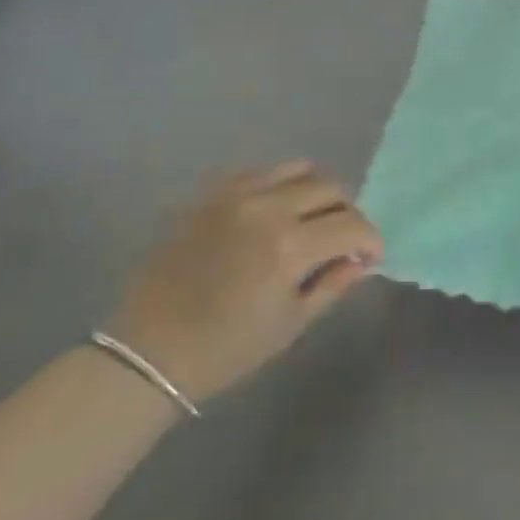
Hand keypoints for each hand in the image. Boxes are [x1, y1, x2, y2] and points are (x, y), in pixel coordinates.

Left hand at [108, 163, 382, 403]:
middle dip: (347, 213)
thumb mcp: (289, 324)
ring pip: (300, 168)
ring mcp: (237, 194)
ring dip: (317, 192)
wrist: (149, 351)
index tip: (370, 255)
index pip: (351, 225)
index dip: (370, 239)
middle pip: (331, 188)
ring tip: (311, 218)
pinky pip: (262, 172)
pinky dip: (281, 186)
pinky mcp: (213, 192)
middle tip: (342, 239)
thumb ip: (332, 284)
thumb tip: (362, 260)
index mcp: (289, 247)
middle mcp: (268, 208)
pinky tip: (275, 213)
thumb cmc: (225, 349)